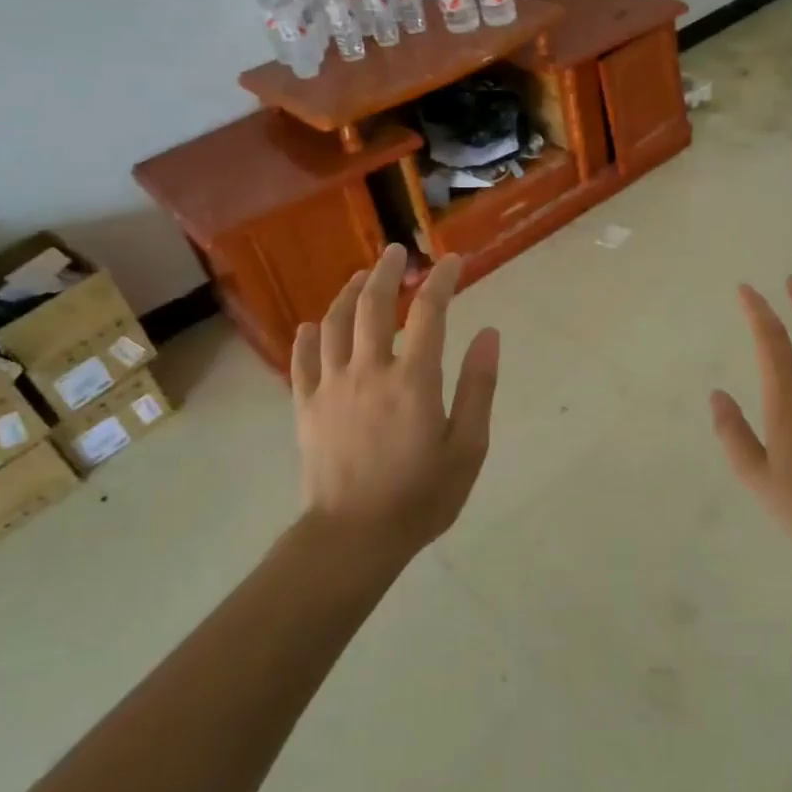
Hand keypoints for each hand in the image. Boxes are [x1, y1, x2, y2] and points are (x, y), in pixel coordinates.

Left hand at [290, 245, 499, 555]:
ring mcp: (331, 386)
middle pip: (373, 305)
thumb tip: (489, 334)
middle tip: (398, 252)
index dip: (443, 279)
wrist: (352, 539)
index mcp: (413, 379)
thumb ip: (478, 386)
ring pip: (334, 323)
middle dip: (388, 271)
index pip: (429, 311)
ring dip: (348, 293)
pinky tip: (313, 325)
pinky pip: (302, 359)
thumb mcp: (468, 447)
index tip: (453, 261)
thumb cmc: (421, 496)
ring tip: (361, 277)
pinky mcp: (305, 407)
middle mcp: (369, 370)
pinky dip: (308, 336)